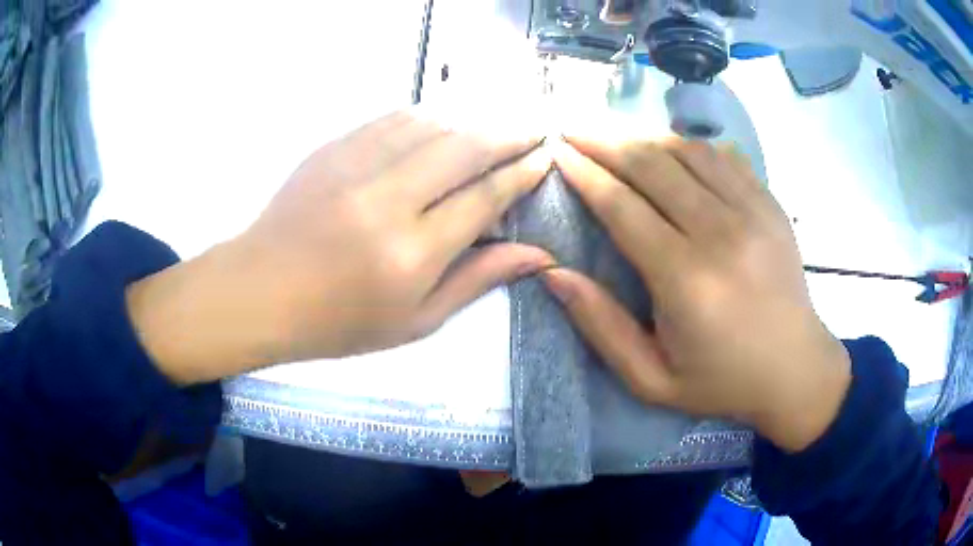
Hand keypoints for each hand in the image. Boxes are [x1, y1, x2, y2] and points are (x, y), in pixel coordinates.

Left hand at [127, 110, 553, 384]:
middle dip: (508, 134)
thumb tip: (537, 254)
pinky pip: (392, 119)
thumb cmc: (338, 321)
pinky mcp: (332, 148)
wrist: (261, 291)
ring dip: (471, 121)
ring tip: (494, 125)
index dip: (521, 174)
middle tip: (534, 129)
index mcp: (411, 254)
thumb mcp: (416, 321)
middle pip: (464, 148)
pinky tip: (441, 124)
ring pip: (431, 124)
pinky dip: (427, 117)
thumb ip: (478, 280)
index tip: (545, 158)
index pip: (484, 198)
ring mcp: (354, 166)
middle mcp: (387, 201)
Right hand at [545, 137, 850, 452]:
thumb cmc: (721, 381)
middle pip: (652, 165)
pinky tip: (668, 145)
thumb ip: (601, 327)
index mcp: (686, 280)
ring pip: (687, 150)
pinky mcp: (770, 204)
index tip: (558, 151)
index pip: (622, 206)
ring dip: (643, 135)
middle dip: (604, 140)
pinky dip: (688, 144)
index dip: (585, 174)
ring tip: (613, 133)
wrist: (795, 370)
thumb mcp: (651, 379)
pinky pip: (722, 157)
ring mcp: (752, 212)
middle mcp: (720, 233)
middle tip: (573, 128)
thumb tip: (553, 273)